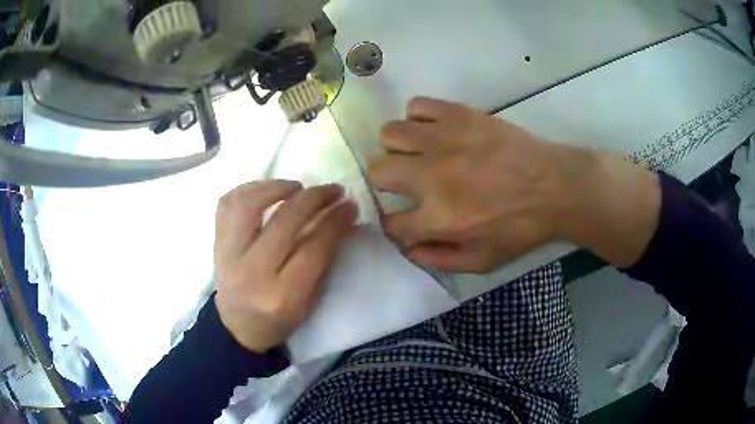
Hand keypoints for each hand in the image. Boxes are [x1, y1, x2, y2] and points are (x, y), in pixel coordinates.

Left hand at [213, 181, 357, 352]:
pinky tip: (267, 190)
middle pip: (284, 221)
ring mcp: (227, 256)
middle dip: (314, 198)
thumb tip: (345, 218)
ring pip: (248, 205)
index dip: (336, 221)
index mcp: (282, 296)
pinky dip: (248, 189)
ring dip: (277, 186)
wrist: (236, 328)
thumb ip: (326, 259)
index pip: (313, 247)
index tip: (350, 204)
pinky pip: (226, 204)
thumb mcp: (309, 300)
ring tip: (296, 187)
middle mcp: (251, 273)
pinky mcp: (215, 244)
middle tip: (332, 190)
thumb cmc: (279, 321)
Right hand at [368, 97, 659, 271]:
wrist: (556, 187)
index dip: (395, 225)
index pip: (391, 223)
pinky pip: (417, 106)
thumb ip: (440, 259)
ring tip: (421, 152)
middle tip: (409, 183)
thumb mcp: (484, 261)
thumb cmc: (522, 227)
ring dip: (399, 147)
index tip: (406, 220)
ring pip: (390, 133)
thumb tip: (408, 249)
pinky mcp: (459, 114)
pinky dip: (419, 118)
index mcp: (439, 217)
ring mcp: (444, 139)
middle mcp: (432, 176)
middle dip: (387, 182)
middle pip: (378, 171)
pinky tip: (436, 130)